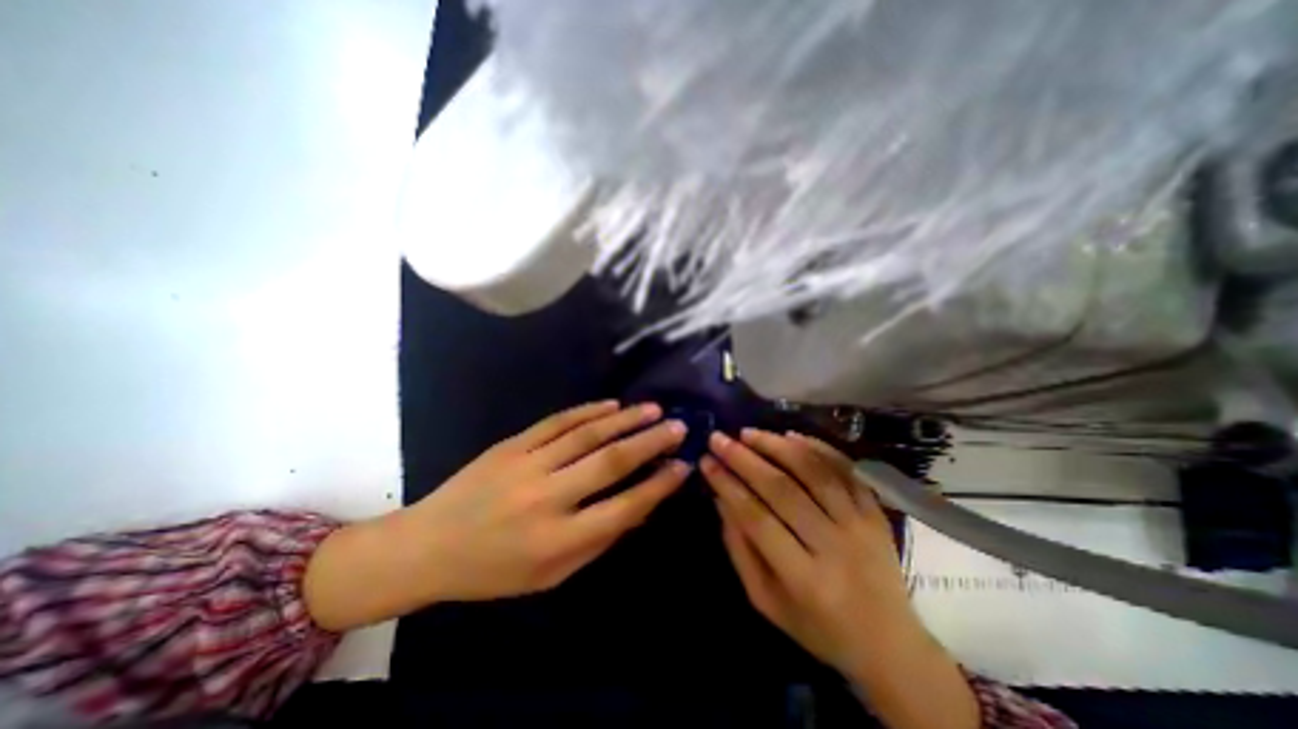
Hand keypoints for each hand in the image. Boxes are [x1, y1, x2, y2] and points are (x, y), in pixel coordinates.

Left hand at [412, 402, 687, 600]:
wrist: (428, 545)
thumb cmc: (494, 571)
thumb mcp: (552, 576)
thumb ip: (599, 540)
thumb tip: (640, 505)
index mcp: (558, 541)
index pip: (624, 508)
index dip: (658, 485)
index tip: (683, 466)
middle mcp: (547, 498)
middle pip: (610, 462)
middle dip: (651, 442)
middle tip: (679, 426)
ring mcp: (527, 465)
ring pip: (587, 434)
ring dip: (625, 419)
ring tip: (654, 409)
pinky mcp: (511, 444)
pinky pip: (557, 422)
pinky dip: (588, 411)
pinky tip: (612, 405)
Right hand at [706, 426, 904, 672]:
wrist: (891, 644)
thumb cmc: (818, 628)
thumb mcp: (767, 601)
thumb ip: (741, 550)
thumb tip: (721, 499)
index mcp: (804, 579)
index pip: (757, 519)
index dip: (728, 485)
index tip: (706, 461)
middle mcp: (834, 546)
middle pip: (783, 489)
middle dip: (744, 459)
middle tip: (720, 438)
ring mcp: (861, 525)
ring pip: (814, 471)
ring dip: (777, 446)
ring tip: (749, 433)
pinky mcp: (876, 512)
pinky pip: (846, 470)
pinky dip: (818, 447)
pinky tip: (791, 435)